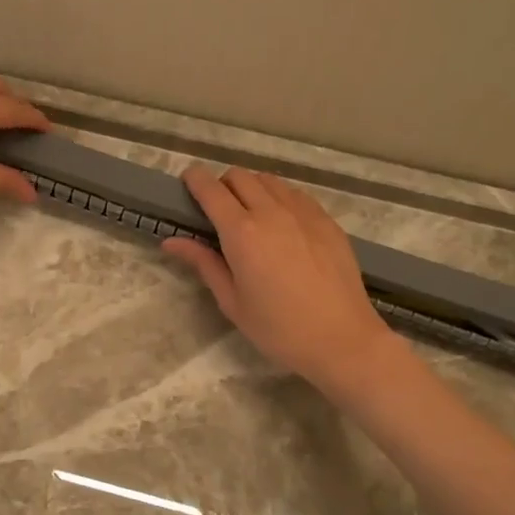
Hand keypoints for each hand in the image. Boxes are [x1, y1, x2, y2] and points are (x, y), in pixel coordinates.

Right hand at [162, 167, 397, 393]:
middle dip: (222, 185)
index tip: (187, 184)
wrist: (342, 339)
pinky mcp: (326, 220)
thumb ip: (203, 263)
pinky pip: (295, 194)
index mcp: (242, 232)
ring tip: (251, 216)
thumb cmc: (278, 329)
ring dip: (252, 188)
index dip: (194, 180)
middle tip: (218, 211)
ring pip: (269, 180)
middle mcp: (271, 211)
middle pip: (239, 176)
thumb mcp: (232, 301)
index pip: (211, 189)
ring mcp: (303, 212)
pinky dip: (280, 198)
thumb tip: (172, 242)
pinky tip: (282, 225)